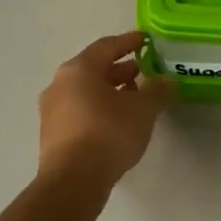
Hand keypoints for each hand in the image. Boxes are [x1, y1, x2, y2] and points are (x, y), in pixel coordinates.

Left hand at [38, 30, 172, 185]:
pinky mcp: (53, 134)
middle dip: (121, 69)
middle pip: (94, 68)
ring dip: (110, 90)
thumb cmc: (109, 134)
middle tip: (144, 72)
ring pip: (86, 91)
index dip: (129, 41)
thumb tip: (168, 80)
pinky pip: (80, 110)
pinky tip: (117, 121)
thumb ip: (157, 90)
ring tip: (135, 98)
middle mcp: (60, 84)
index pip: (107, 46)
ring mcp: (52, 110)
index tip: (146, 40)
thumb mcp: (143, 109)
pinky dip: (99, 108)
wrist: (73, 181)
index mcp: (79, 69)